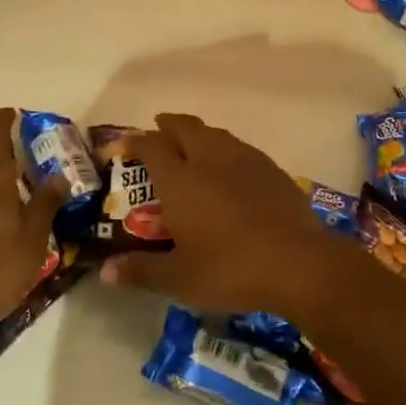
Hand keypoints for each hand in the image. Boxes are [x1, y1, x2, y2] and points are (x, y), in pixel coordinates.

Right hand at [99, 113, 351, 316]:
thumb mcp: (179, 279)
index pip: (150, 146)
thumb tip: (107, 272)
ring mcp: (243, 159)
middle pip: (184, 127)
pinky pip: (239, 147)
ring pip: (214, 133)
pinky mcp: (270, 168)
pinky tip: (229, 168)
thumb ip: (141, 271)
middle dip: (167, 125)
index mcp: (180, 179)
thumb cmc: (230, 268)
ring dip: (197, 133)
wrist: (298, 262)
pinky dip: (224, 149)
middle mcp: (208, 158)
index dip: (133, 142)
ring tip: (191, 145)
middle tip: (158, 131)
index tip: (122, 146)